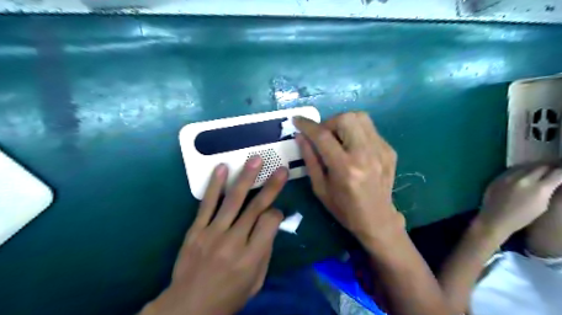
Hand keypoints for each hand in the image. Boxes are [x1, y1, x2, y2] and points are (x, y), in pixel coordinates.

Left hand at [144, 159, 287, 313]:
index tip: (276, 211)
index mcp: (251, 257)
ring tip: (255, 159)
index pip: (270, 223)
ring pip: (232, 200)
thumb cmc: (228, 297)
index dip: (277, 213)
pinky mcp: (196, 230)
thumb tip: (270, 226)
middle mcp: (234, 241)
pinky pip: (207, 204)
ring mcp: (213, 233)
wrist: (187, 308)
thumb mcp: (256, 282)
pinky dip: (215, 185)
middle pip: (256, 207)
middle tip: (280, 169)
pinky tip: (222, 168)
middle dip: (271, 186)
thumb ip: (265, 252)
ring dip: (245, 177)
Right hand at [295, 113, 403, 247]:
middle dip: (329, 122)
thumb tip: (300, 136)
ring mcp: (381, 150)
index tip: (297, 120)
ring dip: (343, 123)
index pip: (323, 136)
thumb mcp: (319, 188)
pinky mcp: (389, 149)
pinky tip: (353, 147)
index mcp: (345, 168)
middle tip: (323, 136)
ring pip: (360, 117)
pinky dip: (356, 132)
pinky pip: (369, 129)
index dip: (308, 125)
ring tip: (338, 138)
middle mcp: (365, 154)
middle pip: (346, 118)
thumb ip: (309, 159)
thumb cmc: (344, 208)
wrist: (378, 219)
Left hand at [476, 164, 561, 242]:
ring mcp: (508, 177)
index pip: (557, 173)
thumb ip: (548, 191)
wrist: (494, 219)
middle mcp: (523, 179)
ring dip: (534, 167)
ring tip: (538, 170)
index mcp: (539, 189)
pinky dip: (520, 169)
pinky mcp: (497, 177)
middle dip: (549, 168)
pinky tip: (523, 172)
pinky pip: (512, 169)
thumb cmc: (522, 218)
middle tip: (552, 169)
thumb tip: (553, 181)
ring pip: (526, 166)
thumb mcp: (542, 206)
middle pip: (541, 167)